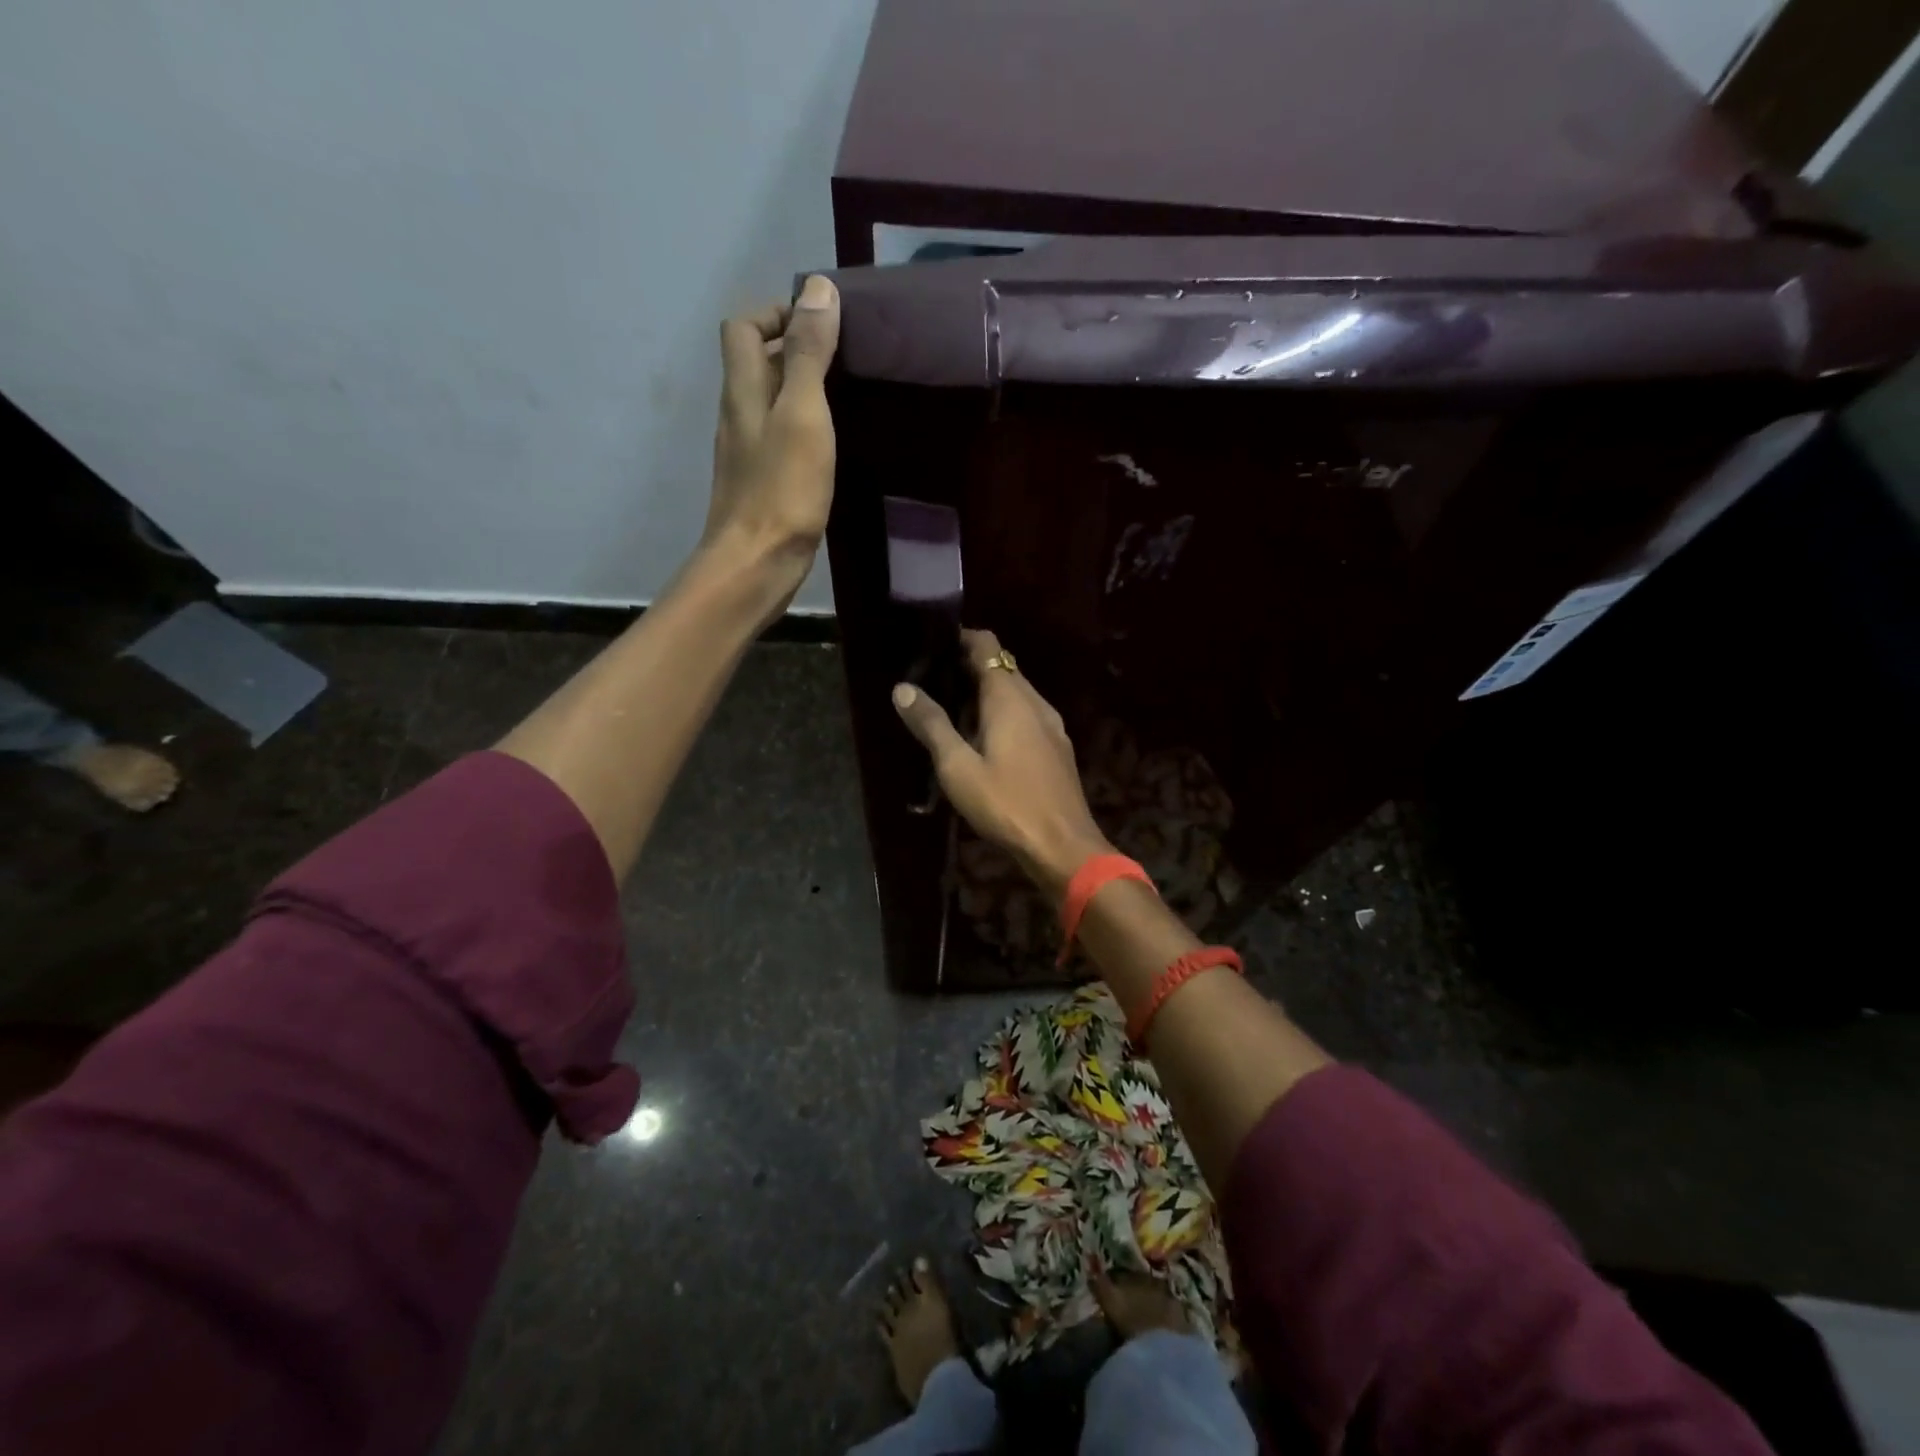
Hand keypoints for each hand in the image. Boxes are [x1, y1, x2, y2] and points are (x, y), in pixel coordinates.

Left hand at [704, 274, 841, 609]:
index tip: (820, 323)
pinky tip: (829, 446)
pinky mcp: (760, 485)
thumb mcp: (803, 414)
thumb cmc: (781, 490)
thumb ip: (808, 354)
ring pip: (768, 403)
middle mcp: (737, 414)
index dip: (776, 313)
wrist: (755, 565)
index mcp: (742, 390)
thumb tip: (817, 289)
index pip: (743, 326)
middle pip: (754, 362)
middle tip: (844, 359)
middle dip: (793, 349)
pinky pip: (778, 439)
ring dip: (799, 390)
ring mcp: (746, 453)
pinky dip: (801, 428)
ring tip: (846, 397)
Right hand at [891, 630, 1112, 895]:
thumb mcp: (957, 767)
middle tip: (934, 680)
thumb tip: (902, 688)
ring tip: (954, 710)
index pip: (987, 645)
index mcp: (1009, 697)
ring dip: (988, 692)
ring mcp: (1052, 724)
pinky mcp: (1058, 747)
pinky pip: (1028, 714)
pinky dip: (1005, 713)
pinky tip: (987, 739)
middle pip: (1002, 667)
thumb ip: (931, 725)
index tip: (933, 646)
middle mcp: (1035, 701)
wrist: (1062, 845)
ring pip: (1017, 693)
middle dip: (970, 666)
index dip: (961, 638)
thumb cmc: (1006, 803)